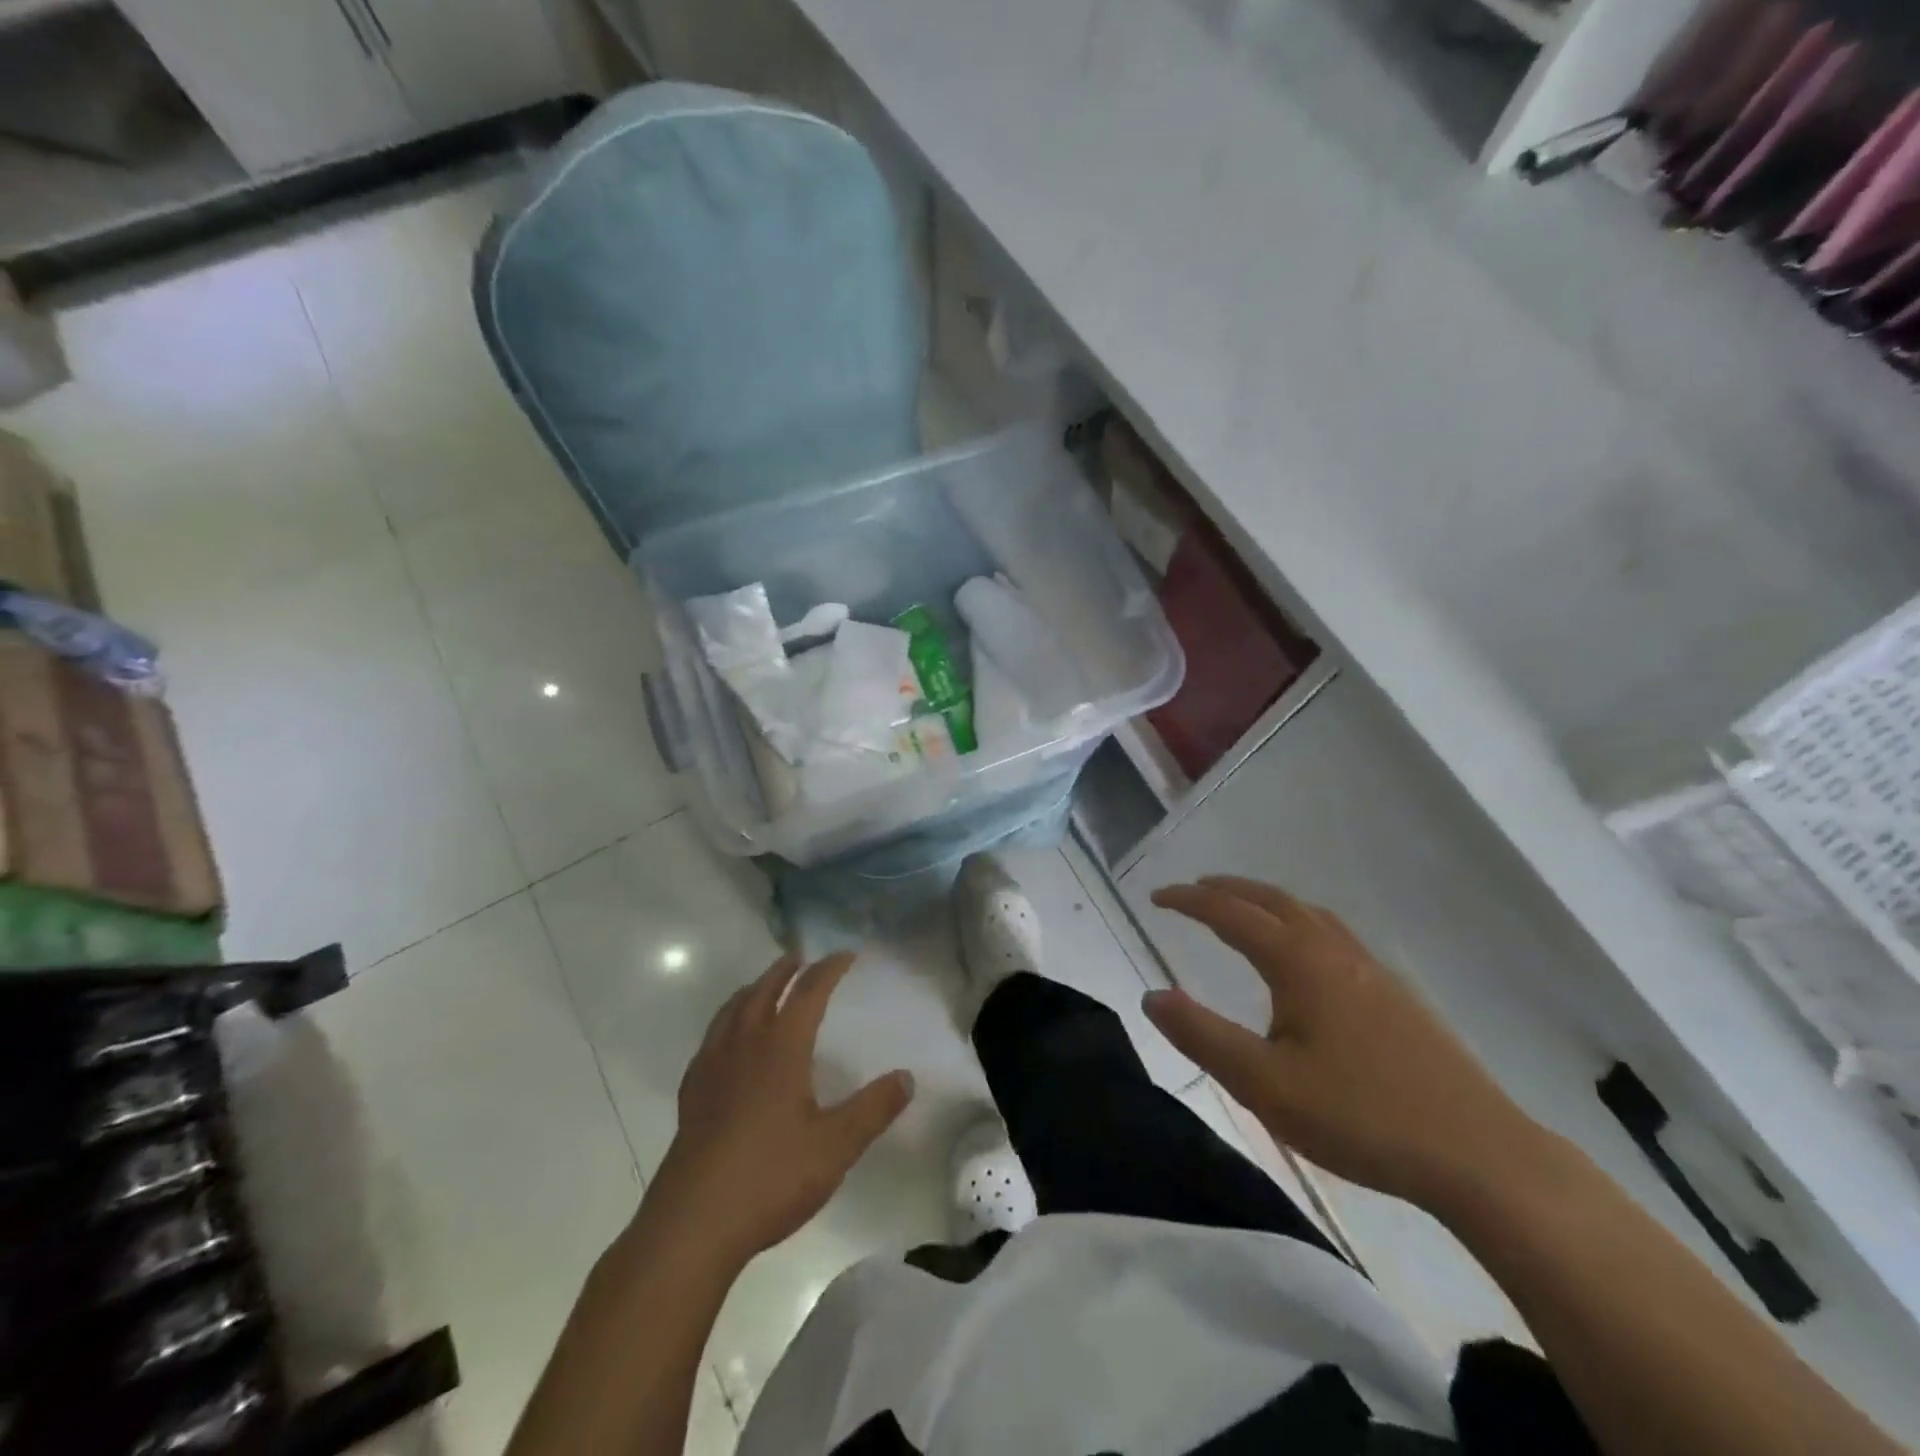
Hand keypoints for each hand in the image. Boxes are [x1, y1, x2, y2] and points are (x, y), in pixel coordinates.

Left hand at [645, 951, 913, 1266]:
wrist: (692, 1224)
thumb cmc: (770, 1178)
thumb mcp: (835, 1146)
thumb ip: (873, 1109)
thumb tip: (907, 1076)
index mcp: (781, 1049)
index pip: (808, 993)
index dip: (829, 969)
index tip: (846, 954)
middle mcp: (744, 1047)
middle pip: (763, 992)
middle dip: (784, 971)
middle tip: (799, 957)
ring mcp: (712, 1069)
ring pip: (732, 1011)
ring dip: (752, 990)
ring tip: (762, 986)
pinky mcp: (692, 1096)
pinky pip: (710, 1040)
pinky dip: (725, 1023)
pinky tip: (727, 1043)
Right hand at [1144, 876, 1553, 1211]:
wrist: (1479, 1155)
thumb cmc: (1361, 1117)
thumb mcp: (1264, 1085)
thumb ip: (1202, 1036)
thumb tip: (1152, 996)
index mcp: (1300, 964)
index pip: (1232, 915)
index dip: (1190, 901)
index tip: (1157, 897)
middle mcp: (1335, 953)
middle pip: (1274, 901)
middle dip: (1229, 890)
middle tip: (1194, 890)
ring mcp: (1373, 971)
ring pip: (1310, 915)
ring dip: (1267, 902)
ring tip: (1244, 910)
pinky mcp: (1398, 996)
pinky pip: (1335, 935)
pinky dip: (1301, 923)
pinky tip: (1307, 957)